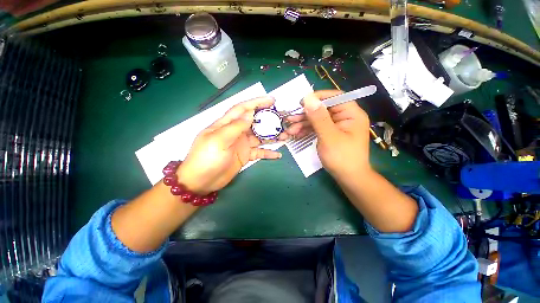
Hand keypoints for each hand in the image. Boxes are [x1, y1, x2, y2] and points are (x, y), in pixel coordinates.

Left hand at [177, 97, 286, 193]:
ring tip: (285, 136)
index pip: (243, 109)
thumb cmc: (206, 158)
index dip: (256, 102)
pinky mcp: (245, 156)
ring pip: (260, 137)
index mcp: (227, 124)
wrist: (201, 181)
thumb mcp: (219, 140)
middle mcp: (236, 132)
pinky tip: (278, 154)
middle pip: (255, 122)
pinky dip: (268, 153)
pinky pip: (259, 152)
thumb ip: (235, 126)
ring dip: (272, 136)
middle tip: (282, 119)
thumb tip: (250, 114)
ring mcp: (241, 144)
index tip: (271, 100)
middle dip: (268, 119)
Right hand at [286, 90, 371, 180]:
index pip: (335, 97)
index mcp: (351, 114)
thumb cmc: (342, 158)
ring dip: (302, 124)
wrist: (348, 178)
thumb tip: (308, 98)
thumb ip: (319, 118)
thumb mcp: (329, 137)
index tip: (301, 102)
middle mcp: (344, 117)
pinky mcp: (330, 134)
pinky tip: (296, 134)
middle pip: (322, 109)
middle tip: (290, 118)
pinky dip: (306, 130)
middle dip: (305, 115)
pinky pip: (317, 128)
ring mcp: (336, 126)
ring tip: (289, 130)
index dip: (318, 98)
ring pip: (317, 119)